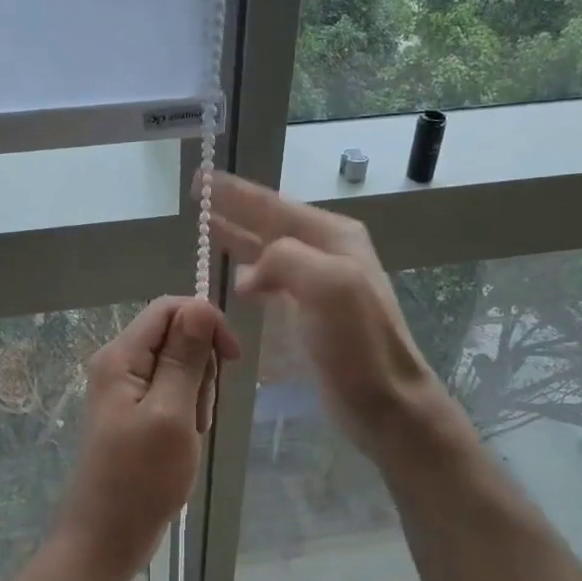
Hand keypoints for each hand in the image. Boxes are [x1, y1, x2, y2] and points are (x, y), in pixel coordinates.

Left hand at [58, 297, 241, 580]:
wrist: (105, 540)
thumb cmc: (140, 480)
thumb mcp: (171, 414)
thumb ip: (184, 358)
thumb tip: (198, 305)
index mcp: (121, 356)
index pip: (170, 308)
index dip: (206, 322)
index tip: (232, 358)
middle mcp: (119, 364)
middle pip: (176, 336)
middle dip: (201, 368)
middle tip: (196, 414)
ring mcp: (126, 390)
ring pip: (180, 367)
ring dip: (196, 396)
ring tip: (188, 435)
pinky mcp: (135, 413)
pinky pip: (172, 394)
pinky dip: (187, 413)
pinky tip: (183, 442)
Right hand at [208, 172, 444, 452]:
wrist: (385, 402)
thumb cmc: (358, 343)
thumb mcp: (327, 285)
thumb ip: (285, 258)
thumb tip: (248, 273)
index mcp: (332, 237)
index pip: (274, 205)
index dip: (235, 192)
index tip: (201, 178)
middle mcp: (326, 253)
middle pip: (270, 223)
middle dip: (233, 209)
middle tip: (196, 197)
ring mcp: (319, 285)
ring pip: (269, 251)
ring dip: (238, 239)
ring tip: (204, 227)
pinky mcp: (310, 314)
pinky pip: (272, 282)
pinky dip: (249, 274)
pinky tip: (234, 279)